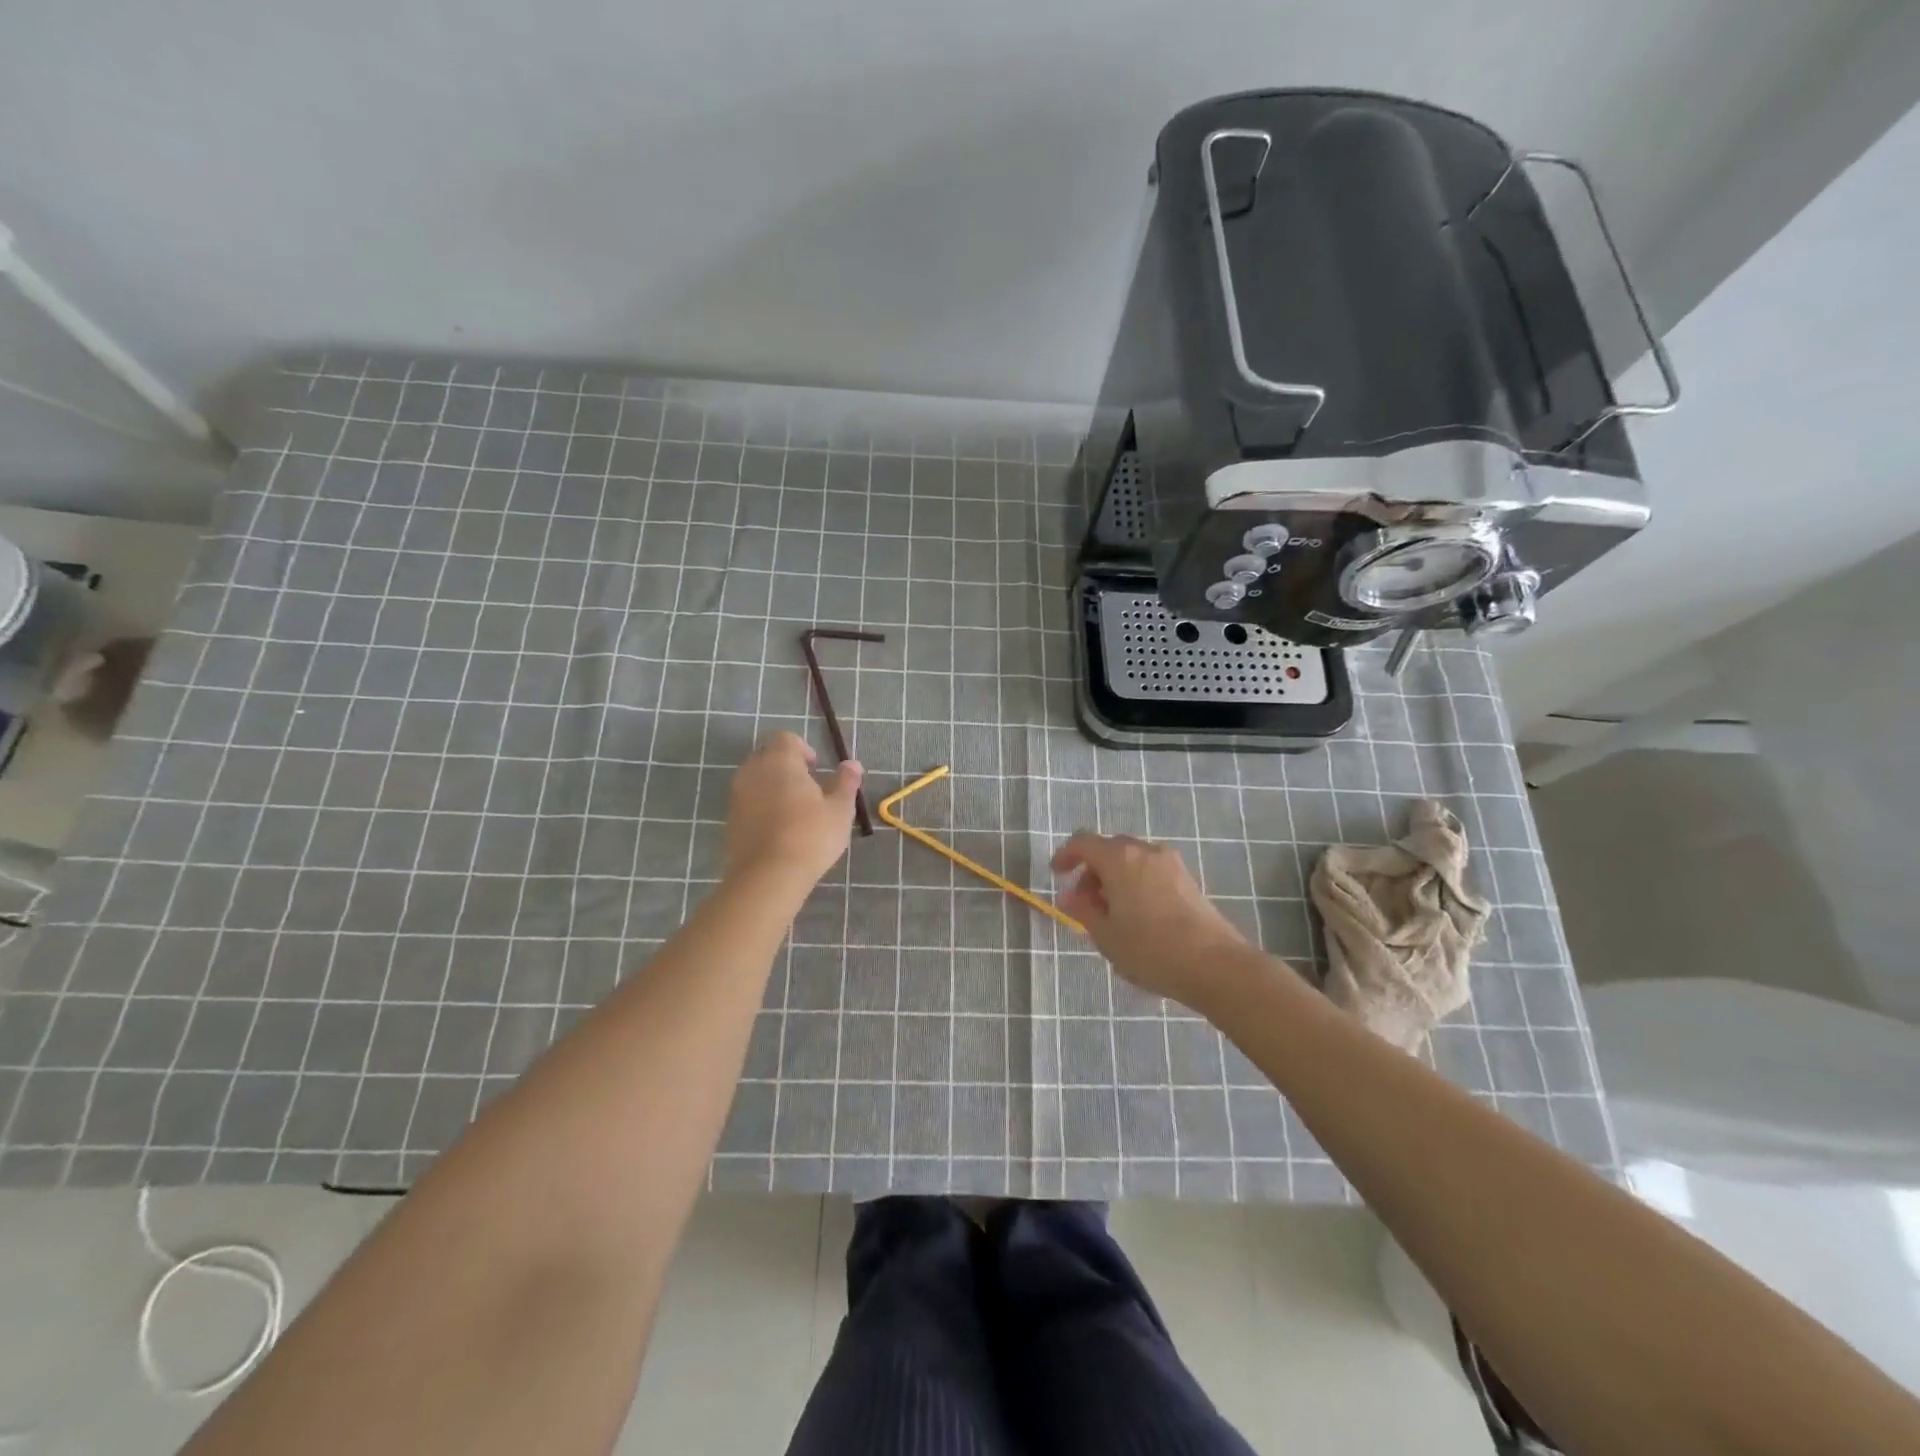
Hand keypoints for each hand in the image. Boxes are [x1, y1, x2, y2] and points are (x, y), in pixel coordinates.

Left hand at [723, 732, 862, 892]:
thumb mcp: (839, 810)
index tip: (816, 769)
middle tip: (808, 788)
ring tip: (794, 809)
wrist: (767, 877)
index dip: (802, 748)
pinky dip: (761, 805)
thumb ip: (846, 782)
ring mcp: (737, 795)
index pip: (785, 738)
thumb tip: (852, 764)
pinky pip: (747, 800)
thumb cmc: (810, 836)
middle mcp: (753, 771)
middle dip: (785, 765)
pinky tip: (779, 827)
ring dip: (772, 785)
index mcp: (780, 761)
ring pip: (755, 778)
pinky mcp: (730, 819)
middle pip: (767, 755)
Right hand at [1051, 832, 1252, 1007]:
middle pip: (1110, 849)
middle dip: (1092, 870)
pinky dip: (1136, 883)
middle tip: (1084, 902)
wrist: (1215, 965)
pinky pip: (1151, 871)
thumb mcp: (1106, 935)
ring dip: (1115, 878)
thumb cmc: (1151, 949)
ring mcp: (1171, 864)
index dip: (1066, 855)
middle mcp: (1145, 851)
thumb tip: (1070, 896)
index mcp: (1120, 858)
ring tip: (1111, 914)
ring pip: (1132, 860)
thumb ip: (1083, 910)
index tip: (1057, 875)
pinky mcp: (1188, 880)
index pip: (1083, 843)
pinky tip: (1138, 916)